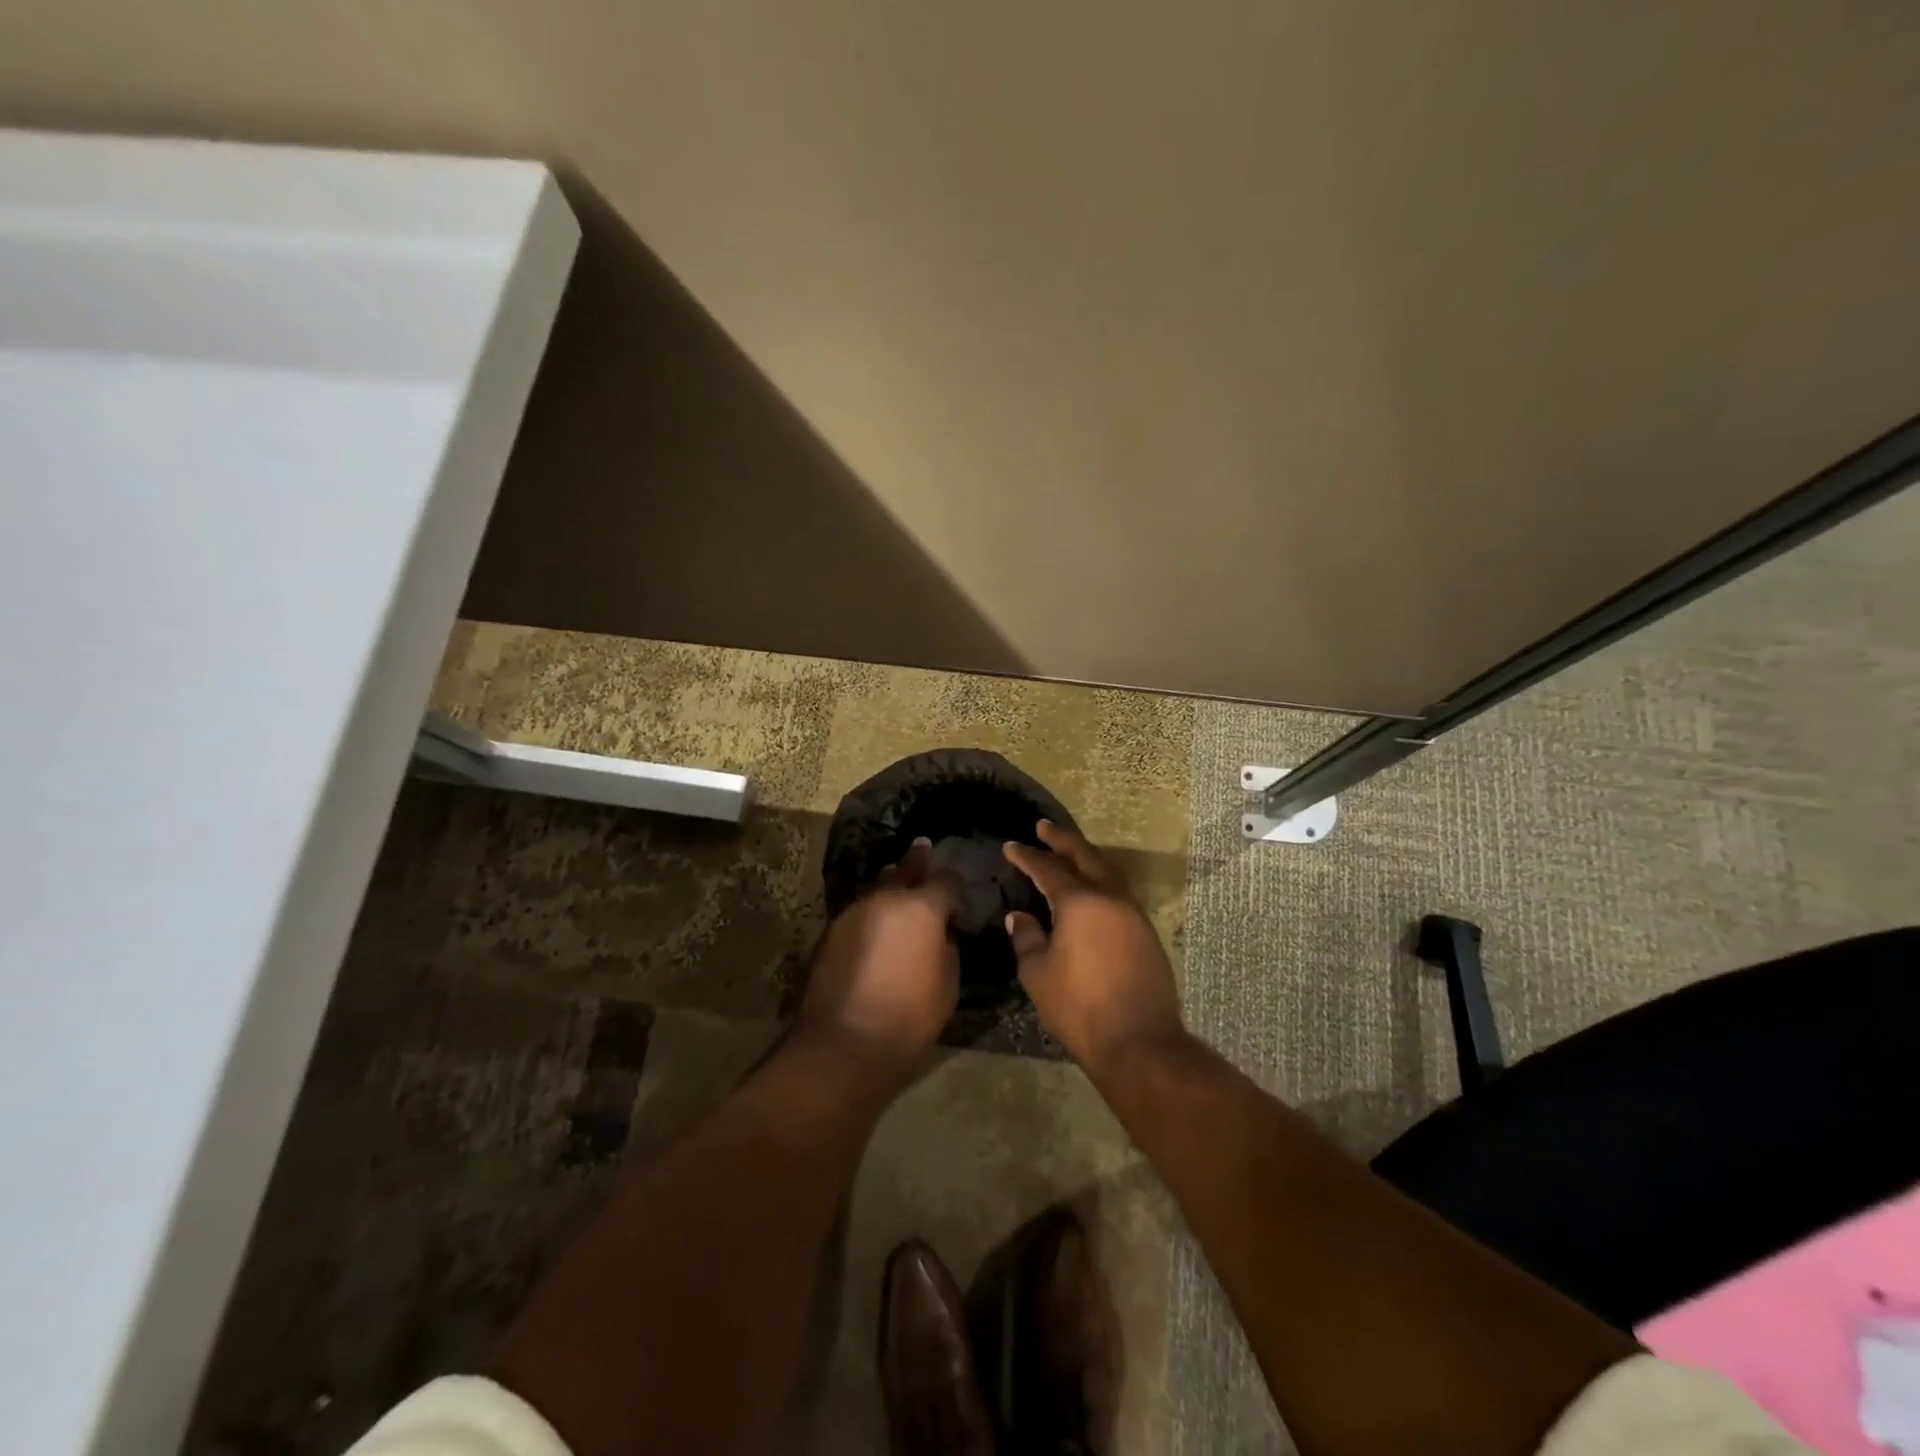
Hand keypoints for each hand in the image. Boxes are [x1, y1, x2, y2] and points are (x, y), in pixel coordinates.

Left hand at [799, 839, 959, 1074]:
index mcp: (922, 908)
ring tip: (896, 873)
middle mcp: (887, 899)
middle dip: (918, 860)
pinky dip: (872, 907)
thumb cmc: (908, 1015)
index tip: (958, 886)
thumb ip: (946, 948)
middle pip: (905, 870)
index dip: (954, 882)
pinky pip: (860, 908)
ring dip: (890, 880)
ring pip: (878, 886)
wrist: (844, 1040)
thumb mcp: (947, 983)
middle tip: (923, 845)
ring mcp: (855, 912)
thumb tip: (938, 934)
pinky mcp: (832, 931)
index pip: (945, 881)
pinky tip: (876, 915)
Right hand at [1002, 821, 1186, 1074]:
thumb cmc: (1079, 1007)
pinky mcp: (1146, 933)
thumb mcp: (1038, 973)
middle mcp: (1110, 898)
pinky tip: (1091, 891)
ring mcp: (1133, 914)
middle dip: (1062, 841)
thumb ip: (1027, 938)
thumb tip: (1020, 916)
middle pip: (1084, 857)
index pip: (1048, 869)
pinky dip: (1101, 881)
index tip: (1011, 846)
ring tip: (1068, 853)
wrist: (1138, 1041)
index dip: (1027, 857)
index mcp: (1080, 901)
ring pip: (1107, 872)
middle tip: (1043, 828)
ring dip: (1086, 858)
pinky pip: (1119, 893)